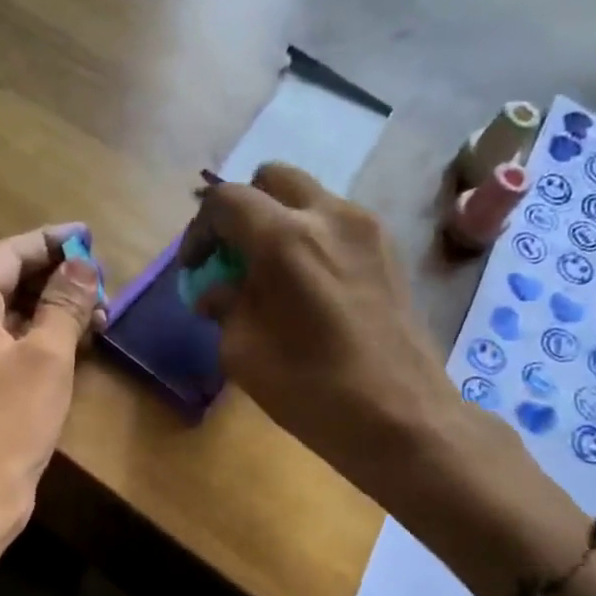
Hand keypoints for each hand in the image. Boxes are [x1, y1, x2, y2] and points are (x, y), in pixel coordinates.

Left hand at [0, 224, 105, 536]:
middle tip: (103, 285)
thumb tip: (82, 264)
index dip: (52, 243)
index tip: (91, 239)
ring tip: (100, 316)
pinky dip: (38, 339)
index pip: (9, 254)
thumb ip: (65, 303)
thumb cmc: (9, 422)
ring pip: (9, 316)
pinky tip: (74, 346)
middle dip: (56, 280)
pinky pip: (5, 345)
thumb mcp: (47, 357)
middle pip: (7, 282)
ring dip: (51, 311)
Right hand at [180, 163, 482, 487]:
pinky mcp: (389, 249)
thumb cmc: (311, 390)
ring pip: (309, 197)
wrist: (401, 417)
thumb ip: (224, 307)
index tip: (194, 268)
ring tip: (270, 274)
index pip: (226, 201)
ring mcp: (367, 228)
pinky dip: (311, 237)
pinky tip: (308, 286)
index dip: (199, 230)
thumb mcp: (243, 353)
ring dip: (279, 222)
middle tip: (232, 257)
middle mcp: (328, 215)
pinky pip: (337, 222)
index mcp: (284, 239)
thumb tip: (216, 292)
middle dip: (242, 211)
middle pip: (272, 179)